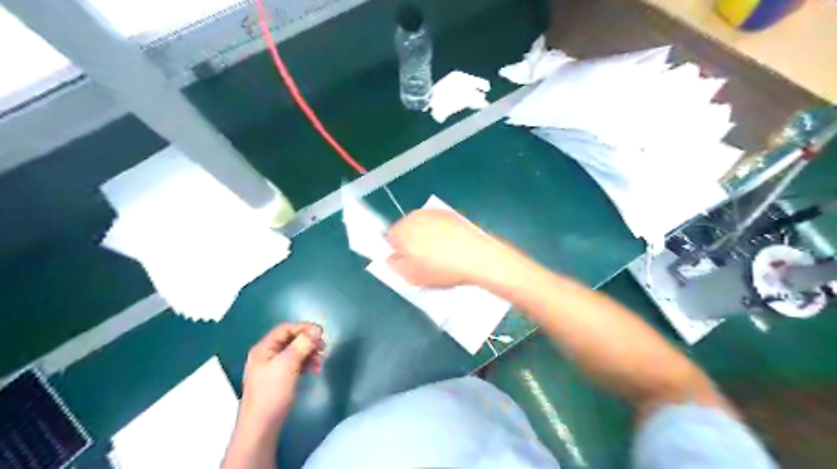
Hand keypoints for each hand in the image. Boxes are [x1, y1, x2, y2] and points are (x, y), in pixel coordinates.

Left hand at [240, 322, 324, 432]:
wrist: (261, 427)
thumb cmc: (272, 393)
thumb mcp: (288, 365)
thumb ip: (302, 345)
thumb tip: (316, 330)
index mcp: (264, 349)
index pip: (285, 329)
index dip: (304, 328)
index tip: (321, 333)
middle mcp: (267, 355)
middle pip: (291, 339)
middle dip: (308, 341)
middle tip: (324, 347)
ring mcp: (272, 368)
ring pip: (295, 352)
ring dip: (309, 353)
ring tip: (321, 361)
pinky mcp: (279, 379)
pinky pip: (295, 364)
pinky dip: (306, 363)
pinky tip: (314, 369)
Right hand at [387, 210, 502, 285]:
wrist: (477, 257)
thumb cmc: (442, 267)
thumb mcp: (411, 276)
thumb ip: (394, 266)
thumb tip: (392, 259)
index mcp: (401, 231)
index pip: (389, 239)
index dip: (397, 253)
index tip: (406, 263)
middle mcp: (415, 217)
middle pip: (406, 231)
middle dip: (411, 244)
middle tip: (423, 262)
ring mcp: (434, 213)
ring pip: (423, 227)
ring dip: (426, 239)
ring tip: (440, 257)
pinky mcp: (450, 214)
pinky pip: (439, 225)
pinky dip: (441, 234)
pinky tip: (451, 248)